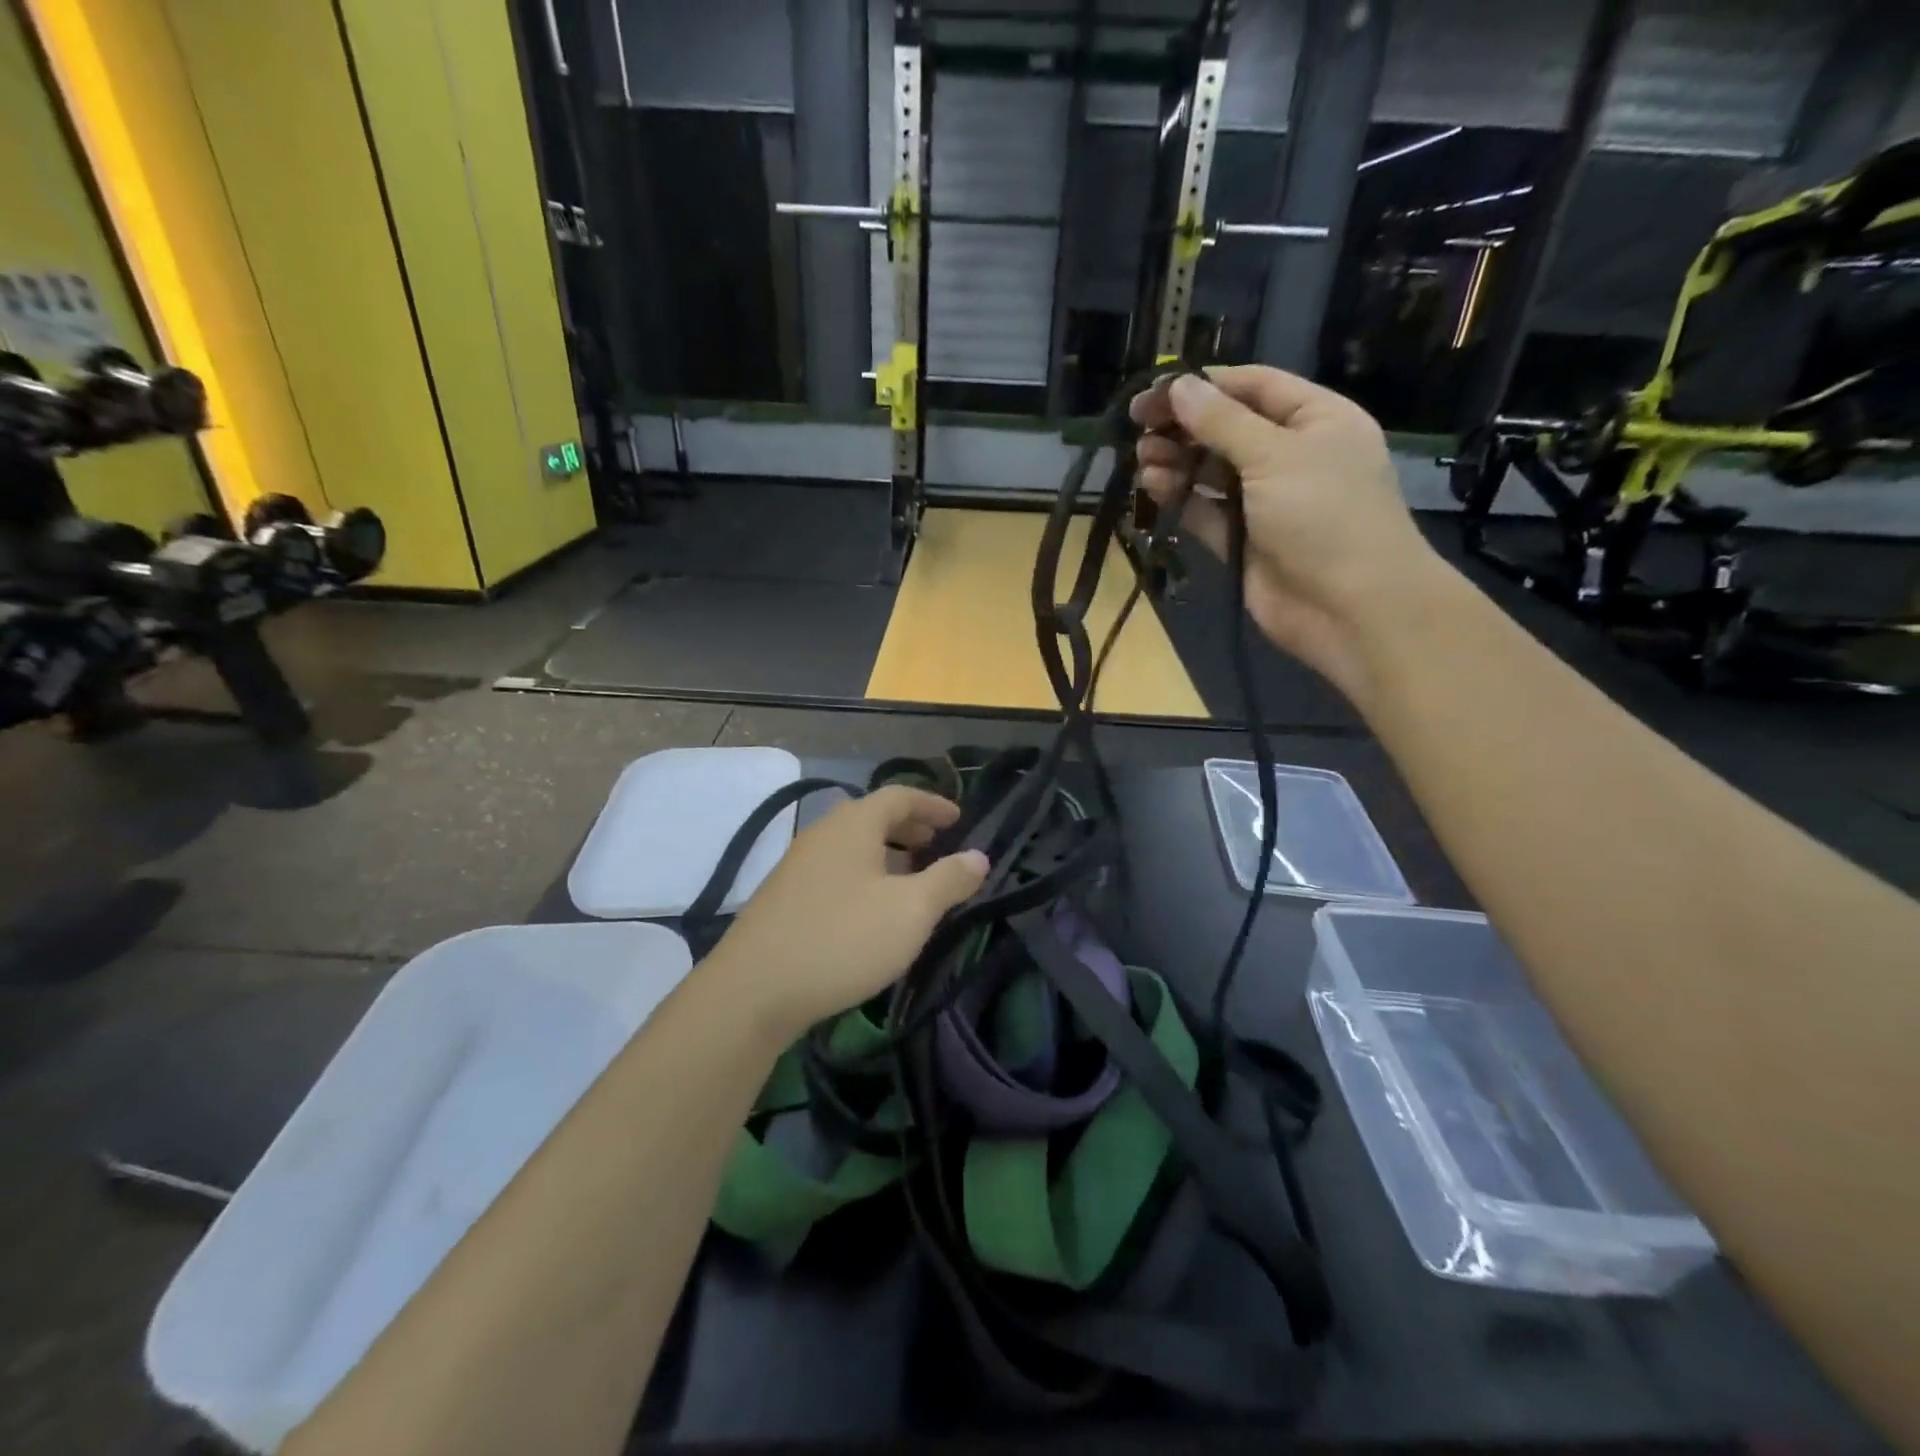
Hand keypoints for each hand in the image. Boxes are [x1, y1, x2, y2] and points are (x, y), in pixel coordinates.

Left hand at [704, 786, 988, 1040]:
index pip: (900, 796)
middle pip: (872, 817)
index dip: (933, 804)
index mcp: (854, 825)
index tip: (959, 818)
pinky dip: (863, 875)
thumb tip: (978, 856)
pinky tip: (871, 910)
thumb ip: (949, 880)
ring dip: (886, 854)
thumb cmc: (843, 939)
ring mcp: (798, 865)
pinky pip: (835, 870)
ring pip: (852, 846)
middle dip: (910, 828)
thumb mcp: (910, 911)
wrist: (754, 990)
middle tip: (937, 844)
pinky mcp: (784, 897)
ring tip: (911, 878)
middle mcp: (823, 834)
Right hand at [1130, 366, 1441, 704]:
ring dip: (1176, 461)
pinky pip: (1205, 511)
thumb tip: (1179, 386)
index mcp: (1315, 419)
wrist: (1349, 607)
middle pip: (1227, 429)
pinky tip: (1153, 486)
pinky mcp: (1243, 541)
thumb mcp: (1274, 455)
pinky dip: (1180, 498)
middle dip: (1184, 427)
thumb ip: (1222, 422)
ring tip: (1142, 460)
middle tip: (1138, 430)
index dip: (1204, 385)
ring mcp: (1265, 501)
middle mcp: (1290, 455)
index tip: (1154, 393)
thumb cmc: (1324, 514)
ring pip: (1211, 472)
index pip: (1253, 387)